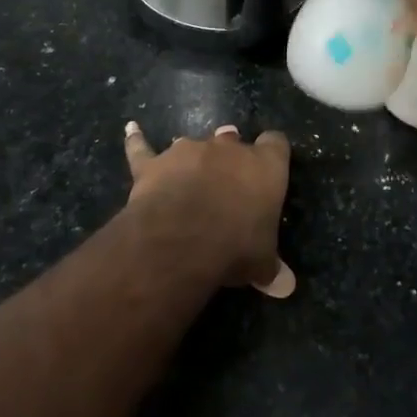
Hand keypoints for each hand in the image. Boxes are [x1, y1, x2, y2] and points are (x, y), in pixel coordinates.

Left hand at [123, 122, 295, 297]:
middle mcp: (228, 148)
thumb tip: (286, 286)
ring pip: (192, 144)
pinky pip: (143, 147)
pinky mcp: (154, 163)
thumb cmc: (235, 246)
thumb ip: (271, 268)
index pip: (276, 144)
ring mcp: (188, 150)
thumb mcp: (262, 263)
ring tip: (191, 173)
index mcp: (264, 166)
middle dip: (229, 157)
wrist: (182, 239)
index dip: (273, 153)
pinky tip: (131, 129)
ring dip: (193, 158)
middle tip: (227, 180)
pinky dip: (137, 140)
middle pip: (232, 140)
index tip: (271, 167)